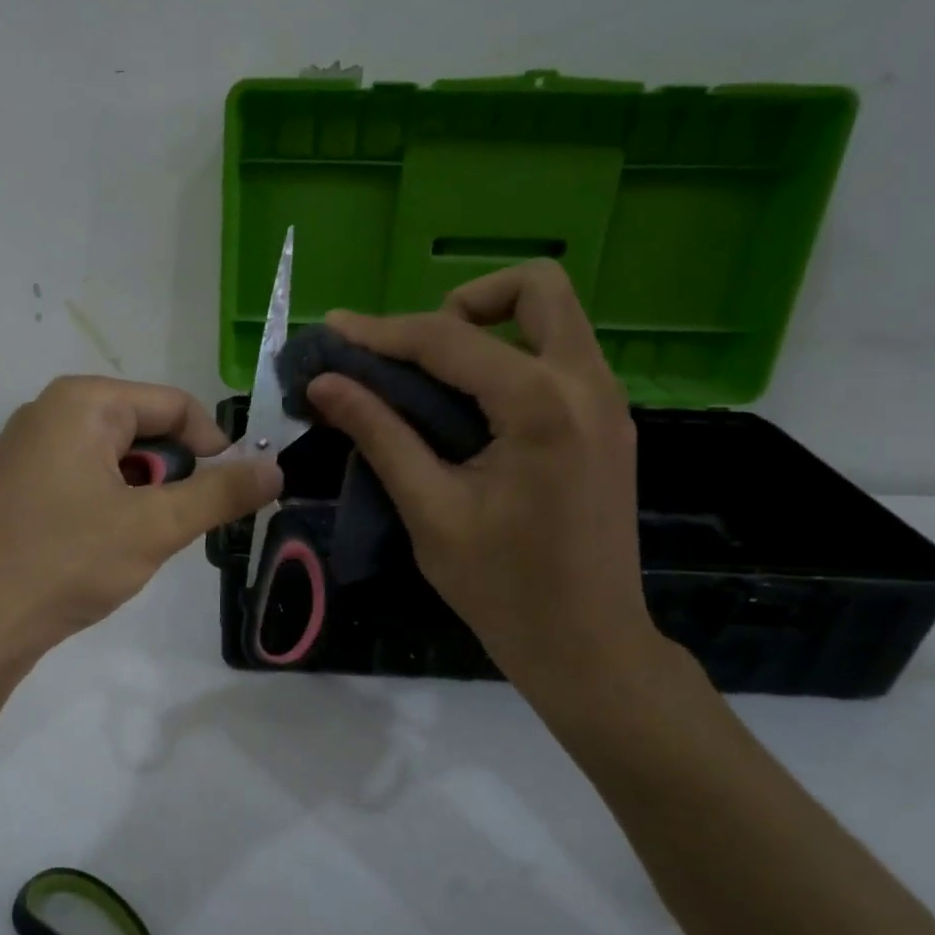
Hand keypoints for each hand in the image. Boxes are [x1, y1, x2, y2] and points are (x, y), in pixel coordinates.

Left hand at [0, 376, 280, 661]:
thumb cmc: (66, 562)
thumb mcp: (155, 527)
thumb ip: (221, 494)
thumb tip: (276, 469)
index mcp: (83, 401)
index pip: (175, 405)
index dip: (214, 446)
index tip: (232, 491)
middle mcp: (49, 410)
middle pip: (143, 427)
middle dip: (171, 473)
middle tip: (175, 524)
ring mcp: (25, 446)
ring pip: (113, 455)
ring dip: (141, 492)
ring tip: (136, 539)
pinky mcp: (13, 481)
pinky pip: (81, 474)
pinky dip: (107, 501)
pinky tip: (99, 544)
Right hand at [304, 262, 658, 699]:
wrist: (588, 645)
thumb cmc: (503, 588)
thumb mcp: (429, 510)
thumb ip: (379, 434)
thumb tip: (325, 384)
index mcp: (542, 406)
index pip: (449, 340)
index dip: (383, 331)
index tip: (334, 329)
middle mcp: (588, 385)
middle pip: (536, 288)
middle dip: (466, 303)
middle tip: (417, 352)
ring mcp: (608, 403)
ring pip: (554, 319)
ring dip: (490, 328)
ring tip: (434, 380)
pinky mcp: (608, 424)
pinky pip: (559, 358)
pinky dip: (510, 359)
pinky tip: (471, 410)